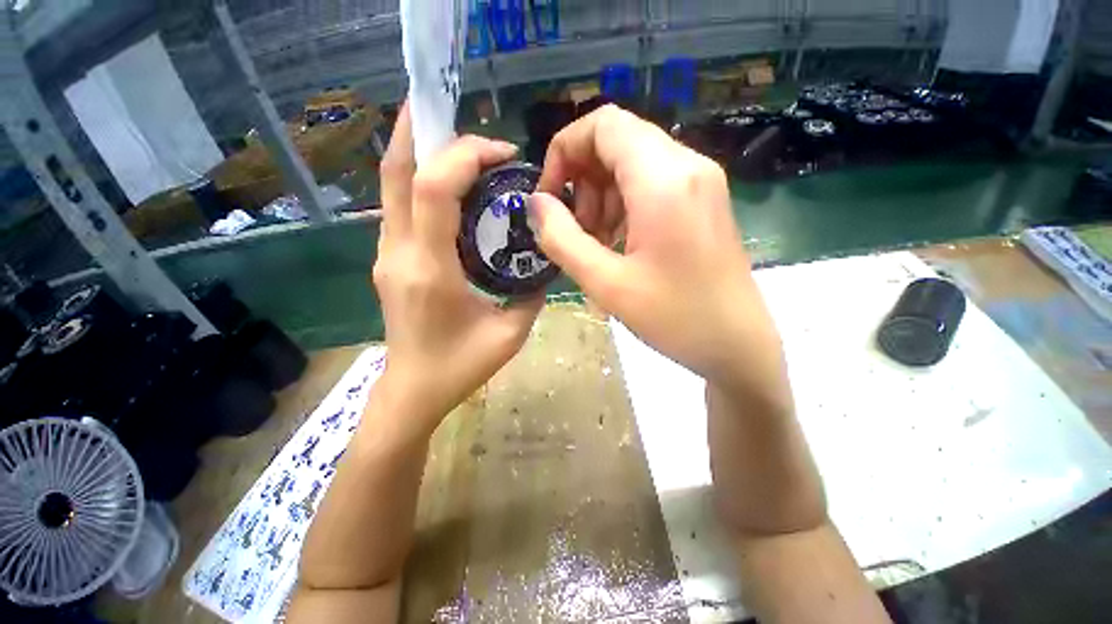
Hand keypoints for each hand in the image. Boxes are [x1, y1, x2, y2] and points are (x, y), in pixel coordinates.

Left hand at [373, 104, 541, 428]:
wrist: (413, 390)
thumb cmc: (460, 367)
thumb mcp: (510, 334)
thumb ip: (531, 293)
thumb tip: (542, 260)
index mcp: (430, 269)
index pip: (434, 188)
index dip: (466, 156)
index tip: (503, 153)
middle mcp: (399, 252)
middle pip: (397, 172)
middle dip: (421, 130)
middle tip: (450, 108)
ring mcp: (387, 254)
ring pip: (392, 185)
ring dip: (419, 151)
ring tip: (453, 138)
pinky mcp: (390, 259)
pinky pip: (400, 206)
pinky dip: (420, 181)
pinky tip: (449, 182)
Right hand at [530, 105, 786, 401]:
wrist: (738, 345)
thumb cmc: (675, 318)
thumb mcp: (606, 283)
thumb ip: (562, 238)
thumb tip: (536, 202)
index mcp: (663, 179)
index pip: (602, 125)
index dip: (564, 151)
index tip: (551, 197)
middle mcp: (687, 165)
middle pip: (617, 141)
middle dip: (582, 179)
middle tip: (576, 229)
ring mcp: (700, 181)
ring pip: (633, 162)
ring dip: (602, 195)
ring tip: (597, 242)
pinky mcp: (703, 199)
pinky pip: (652, 182)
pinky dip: (624, 204)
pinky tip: (621, 243)